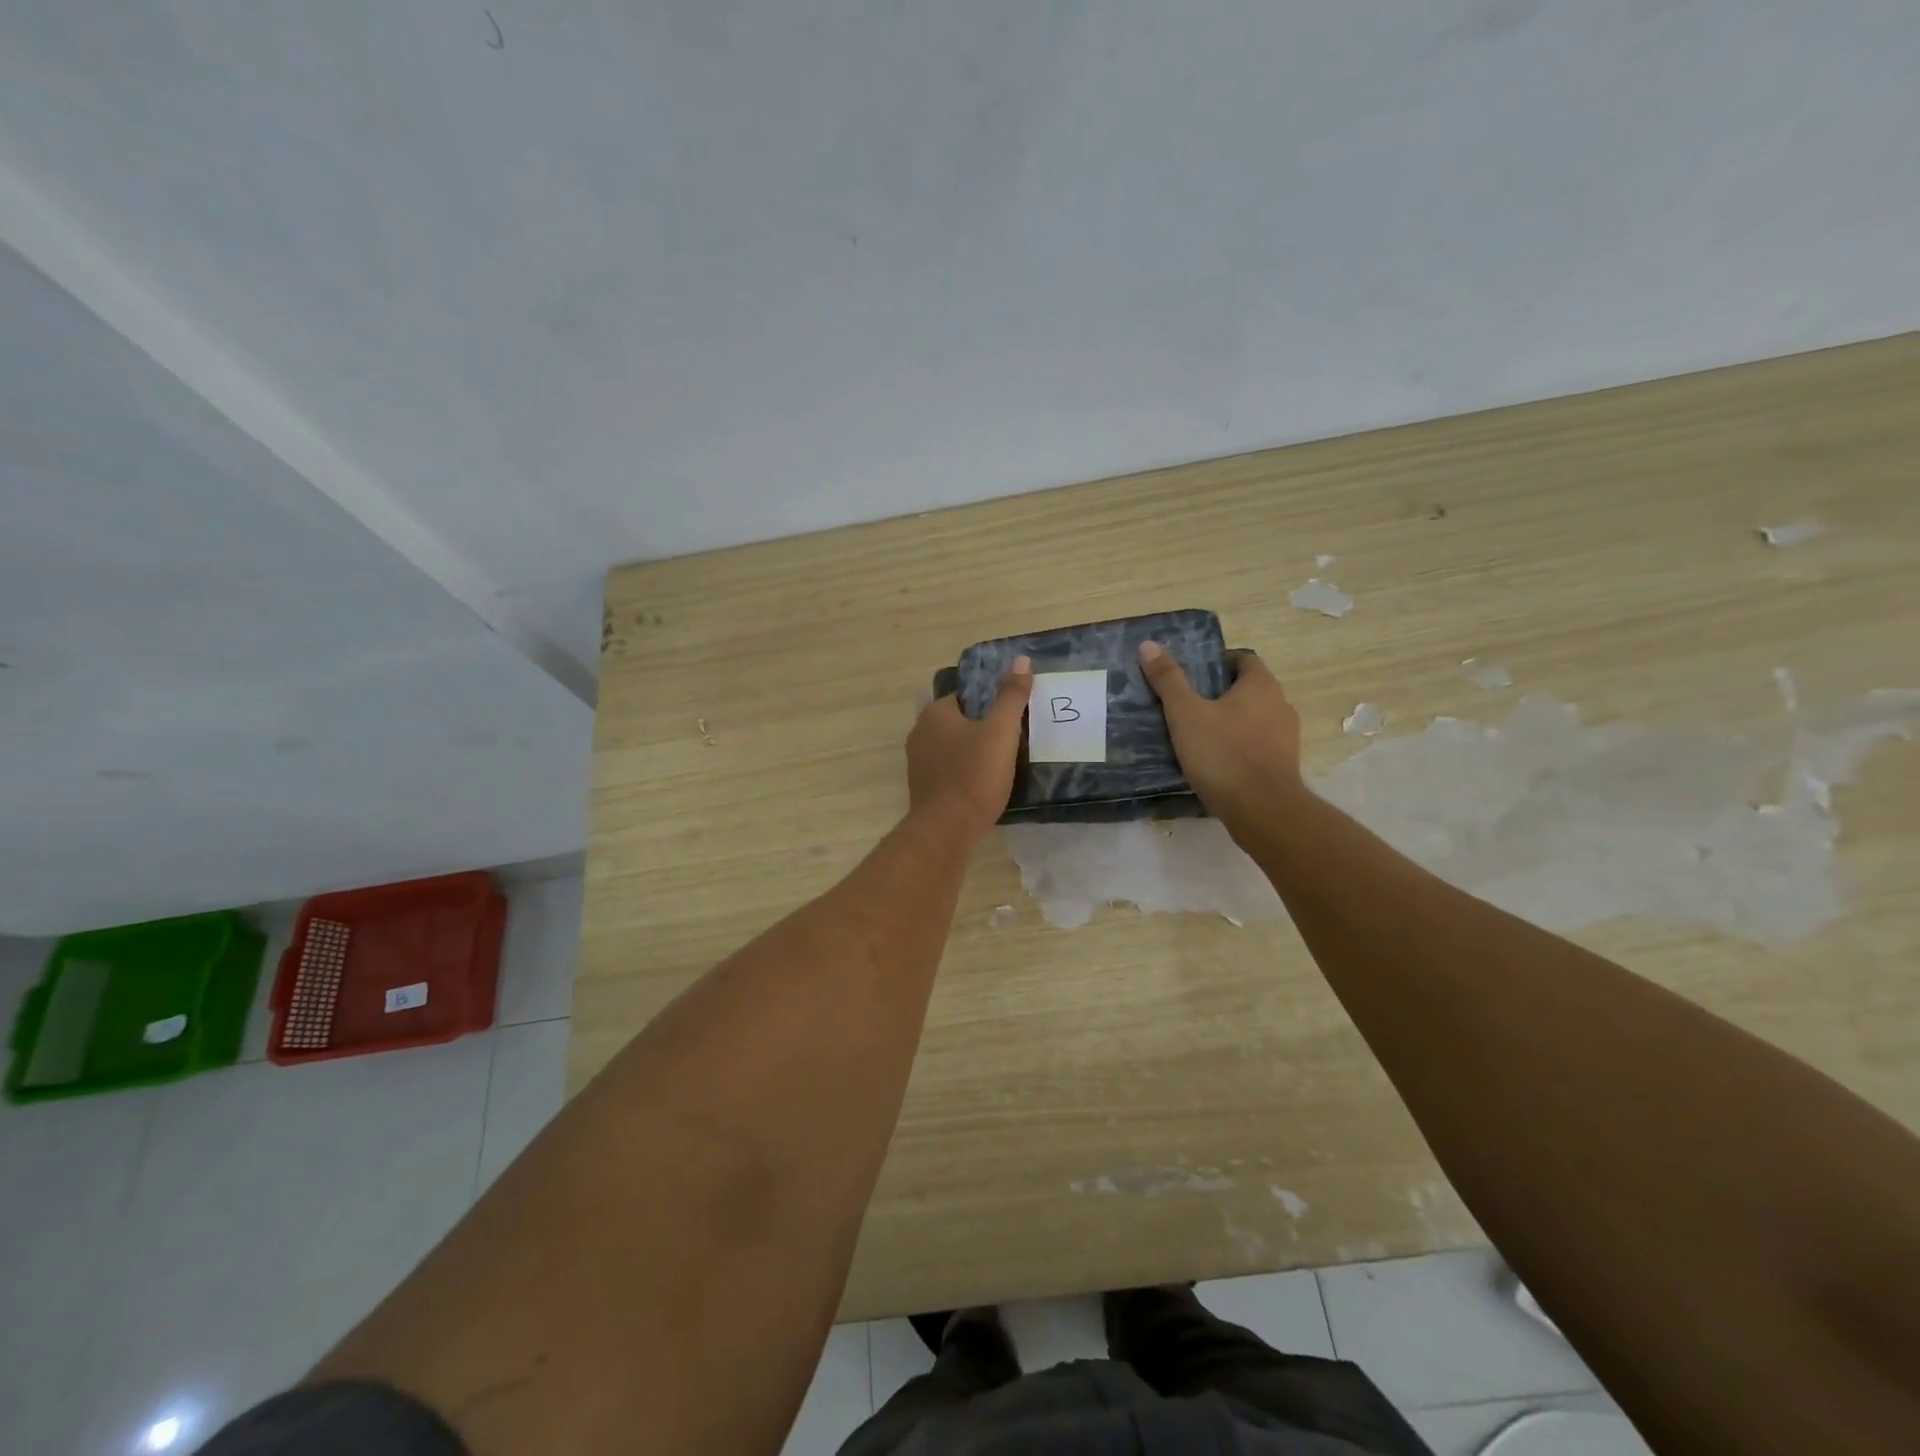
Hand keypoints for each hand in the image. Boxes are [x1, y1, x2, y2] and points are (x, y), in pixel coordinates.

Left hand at [906, 656, 1033, 839]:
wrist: (947, 829)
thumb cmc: (975, 775)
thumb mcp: (1001, 732)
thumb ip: (1011, 696)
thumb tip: (1021, 660)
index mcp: (935, 714)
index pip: (965, 697)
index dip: (989, 703)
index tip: (1011, 716)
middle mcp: (920, 733)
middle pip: (958, 722)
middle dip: (981, 728)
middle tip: (1011, 739)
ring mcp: (918, 762)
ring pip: (952, 747)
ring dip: (973, 751)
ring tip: (1002, 762)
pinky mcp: (923, 787)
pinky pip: (948, 770)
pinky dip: (964, 772)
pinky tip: (984, 783)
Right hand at [1137, 642, 1303, 836]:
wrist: (1262, 810)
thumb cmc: (1223, 754)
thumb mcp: (1185, 714)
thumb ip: (1168, 679)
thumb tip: (1149, 645)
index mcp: (1261, 685)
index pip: (1242, 659)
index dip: (1216, 663)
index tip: (1190, 677)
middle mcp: (1280, 704)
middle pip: (1247, 689)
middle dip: (1219, 693)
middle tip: (1186, 704)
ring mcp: (1286, 736)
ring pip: (1253, 718)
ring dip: (1230, 722)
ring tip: (1197, 734)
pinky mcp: (1284, 764)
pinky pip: (1257, 745)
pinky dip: (1238, 746)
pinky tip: (1215, 761)